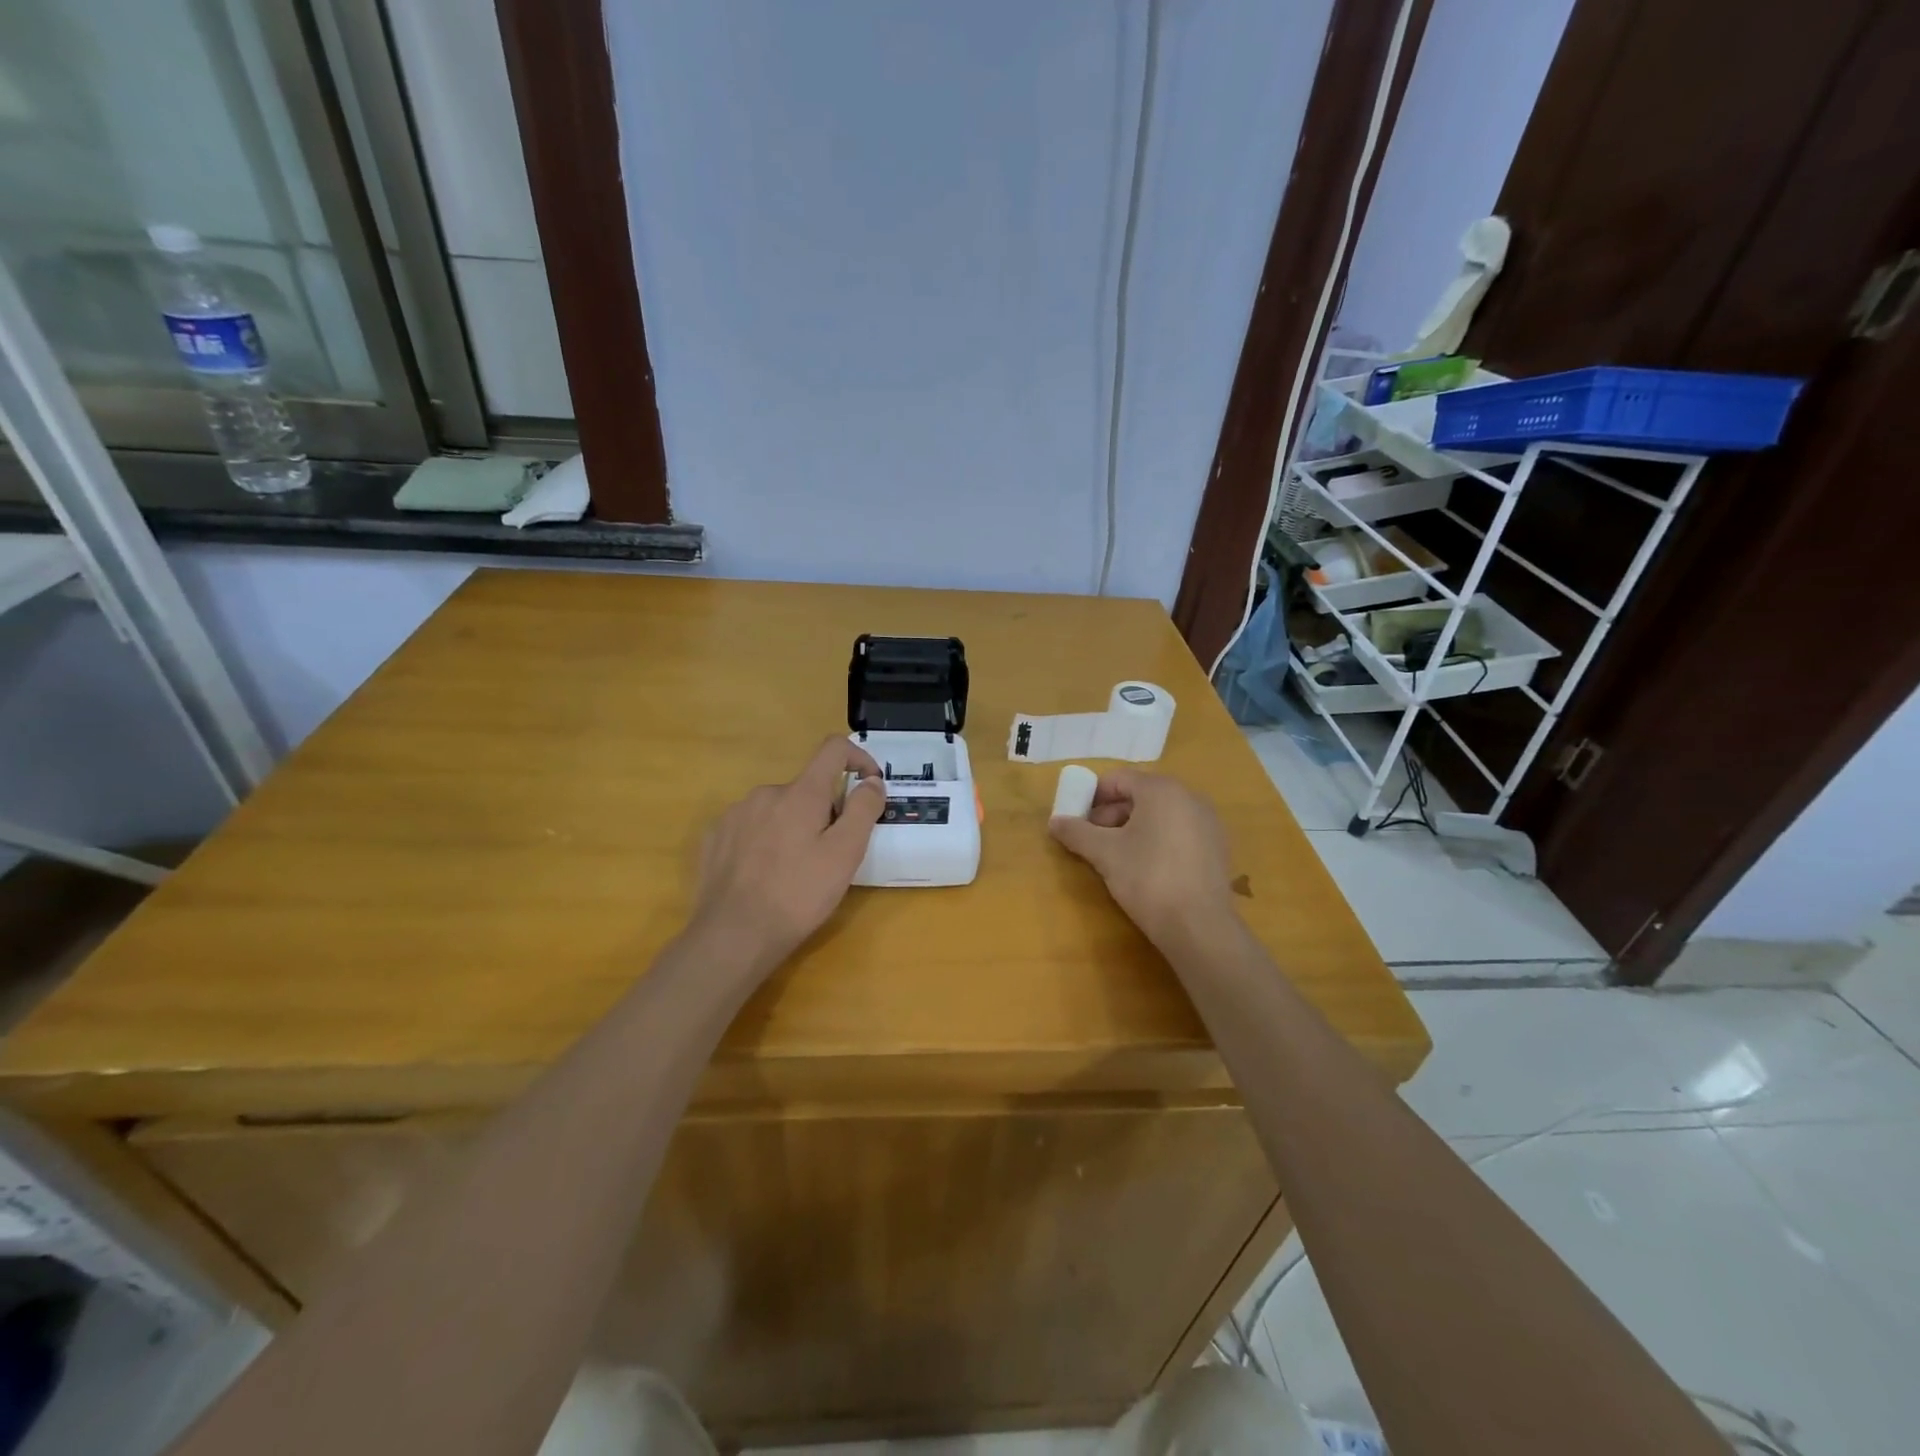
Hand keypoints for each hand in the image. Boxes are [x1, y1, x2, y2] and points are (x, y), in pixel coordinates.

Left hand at [692, 737, 886, 970]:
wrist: (733, 936)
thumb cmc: (798, 894)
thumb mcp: (845, 854)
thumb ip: (863, 809)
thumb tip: (872, 780)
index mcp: (800, 793)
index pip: (833, 749)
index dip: (858, 757)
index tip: (869, 785)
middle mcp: (765, 793)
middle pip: (807, 788)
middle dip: (825, 810)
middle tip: (831, 854)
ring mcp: (735, 814)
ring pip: (778, 808)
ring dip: (794, 826)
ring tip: (796, 869)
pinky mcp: (715, 838)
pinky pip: (751, 827)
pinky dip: (766, 840)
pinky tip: (764, 875)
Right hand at [1050, 769, 1236, 947]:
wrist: (1199, 927)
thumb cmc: (1148, 878)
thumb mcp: (1104, 854)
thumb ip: (1076, 832)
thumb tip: (1054, 822)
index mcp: (1162, 789)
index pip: (1118, 779)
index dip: (1092, 796)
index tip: (1077, 819)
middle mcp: (1190, 797)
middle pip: (1140, 795)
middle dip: (1112, 814)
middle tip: (1092, 840)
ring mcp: (1208, 822)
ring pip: (1160, 815)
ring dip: (1133, 828)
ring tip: (1116, 857)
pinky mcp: (1217, 848)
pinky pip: (1179, 832)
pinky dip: (1158, 840)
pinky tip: (1147, 868)